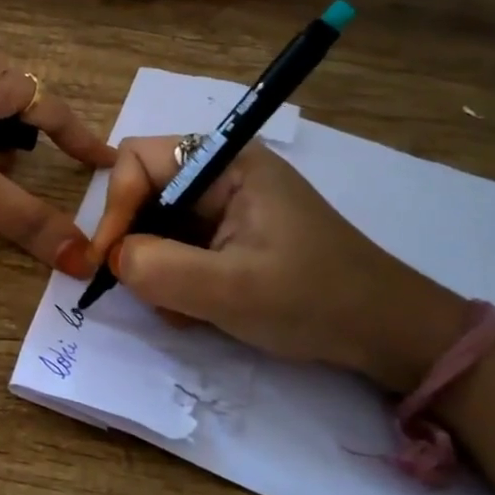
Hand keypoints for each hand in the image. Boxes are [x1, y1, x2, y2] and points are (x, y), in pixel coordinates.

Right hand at [86, 137, 467, 389]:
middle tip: (142, 289)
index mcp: (227, 163)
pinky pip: (177, 246)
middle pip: (143, 191)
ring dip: (155, 268)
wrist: (387, 334)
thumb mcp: (232, 290)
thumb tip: (111, 258)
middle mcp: (222, 174)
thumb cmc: (315, 300)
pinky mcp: (230, 235)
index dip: (115, 206)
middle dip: (135, 242)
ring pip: (156, 224)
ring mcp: (226, 206)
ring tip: (181, 308)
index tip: (108, 261)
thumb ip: (160, 269)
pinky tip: (196, 309)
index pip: (138, 160)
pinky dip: (174, 278)